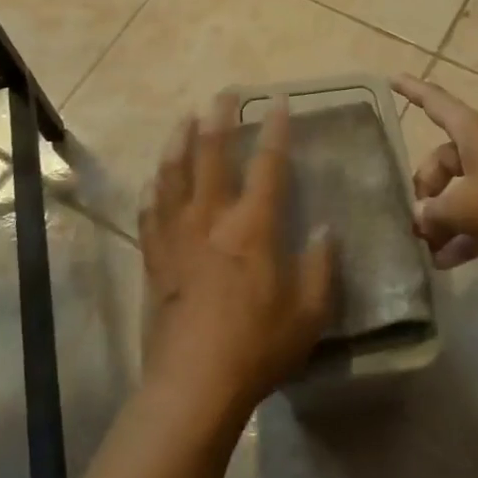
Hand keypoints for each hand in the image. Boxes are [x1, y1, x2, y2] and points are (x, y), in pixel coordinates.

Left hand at [138, 96, 335, 420]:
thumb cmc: (258, 346)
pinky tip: (152, 179)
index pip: (268, 164)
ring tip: (184, 119)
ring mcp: (177, 234)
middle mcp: (211, 217)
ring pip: (174, 173)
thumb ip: (322, 266)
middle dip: (220, 118)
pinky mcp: (154, 255)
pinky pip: (149, 211)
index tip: (278, 101)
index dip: (275, 129)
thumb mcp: (308, 313)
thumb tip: (327, 228)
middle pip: (212, 154)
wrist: (193, 384)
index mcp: (253, 226)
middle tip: (224, 94)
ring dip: (180, 140)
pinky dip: (153, 188)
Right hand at [395, 75, 477, 276]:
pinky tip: (444, 263)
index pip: (435, 102)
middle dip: (425, 189)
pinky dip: (463, 236)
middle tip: (414, 220)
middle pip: (442, 161)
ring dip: (442, 219)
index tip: (392, 78)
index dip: (412, 90)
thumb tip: (418, 218)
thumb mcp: (467, 206)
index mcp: (472, 132)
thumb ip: (434, 212)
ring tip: (423, 248)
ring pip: (460, 193)